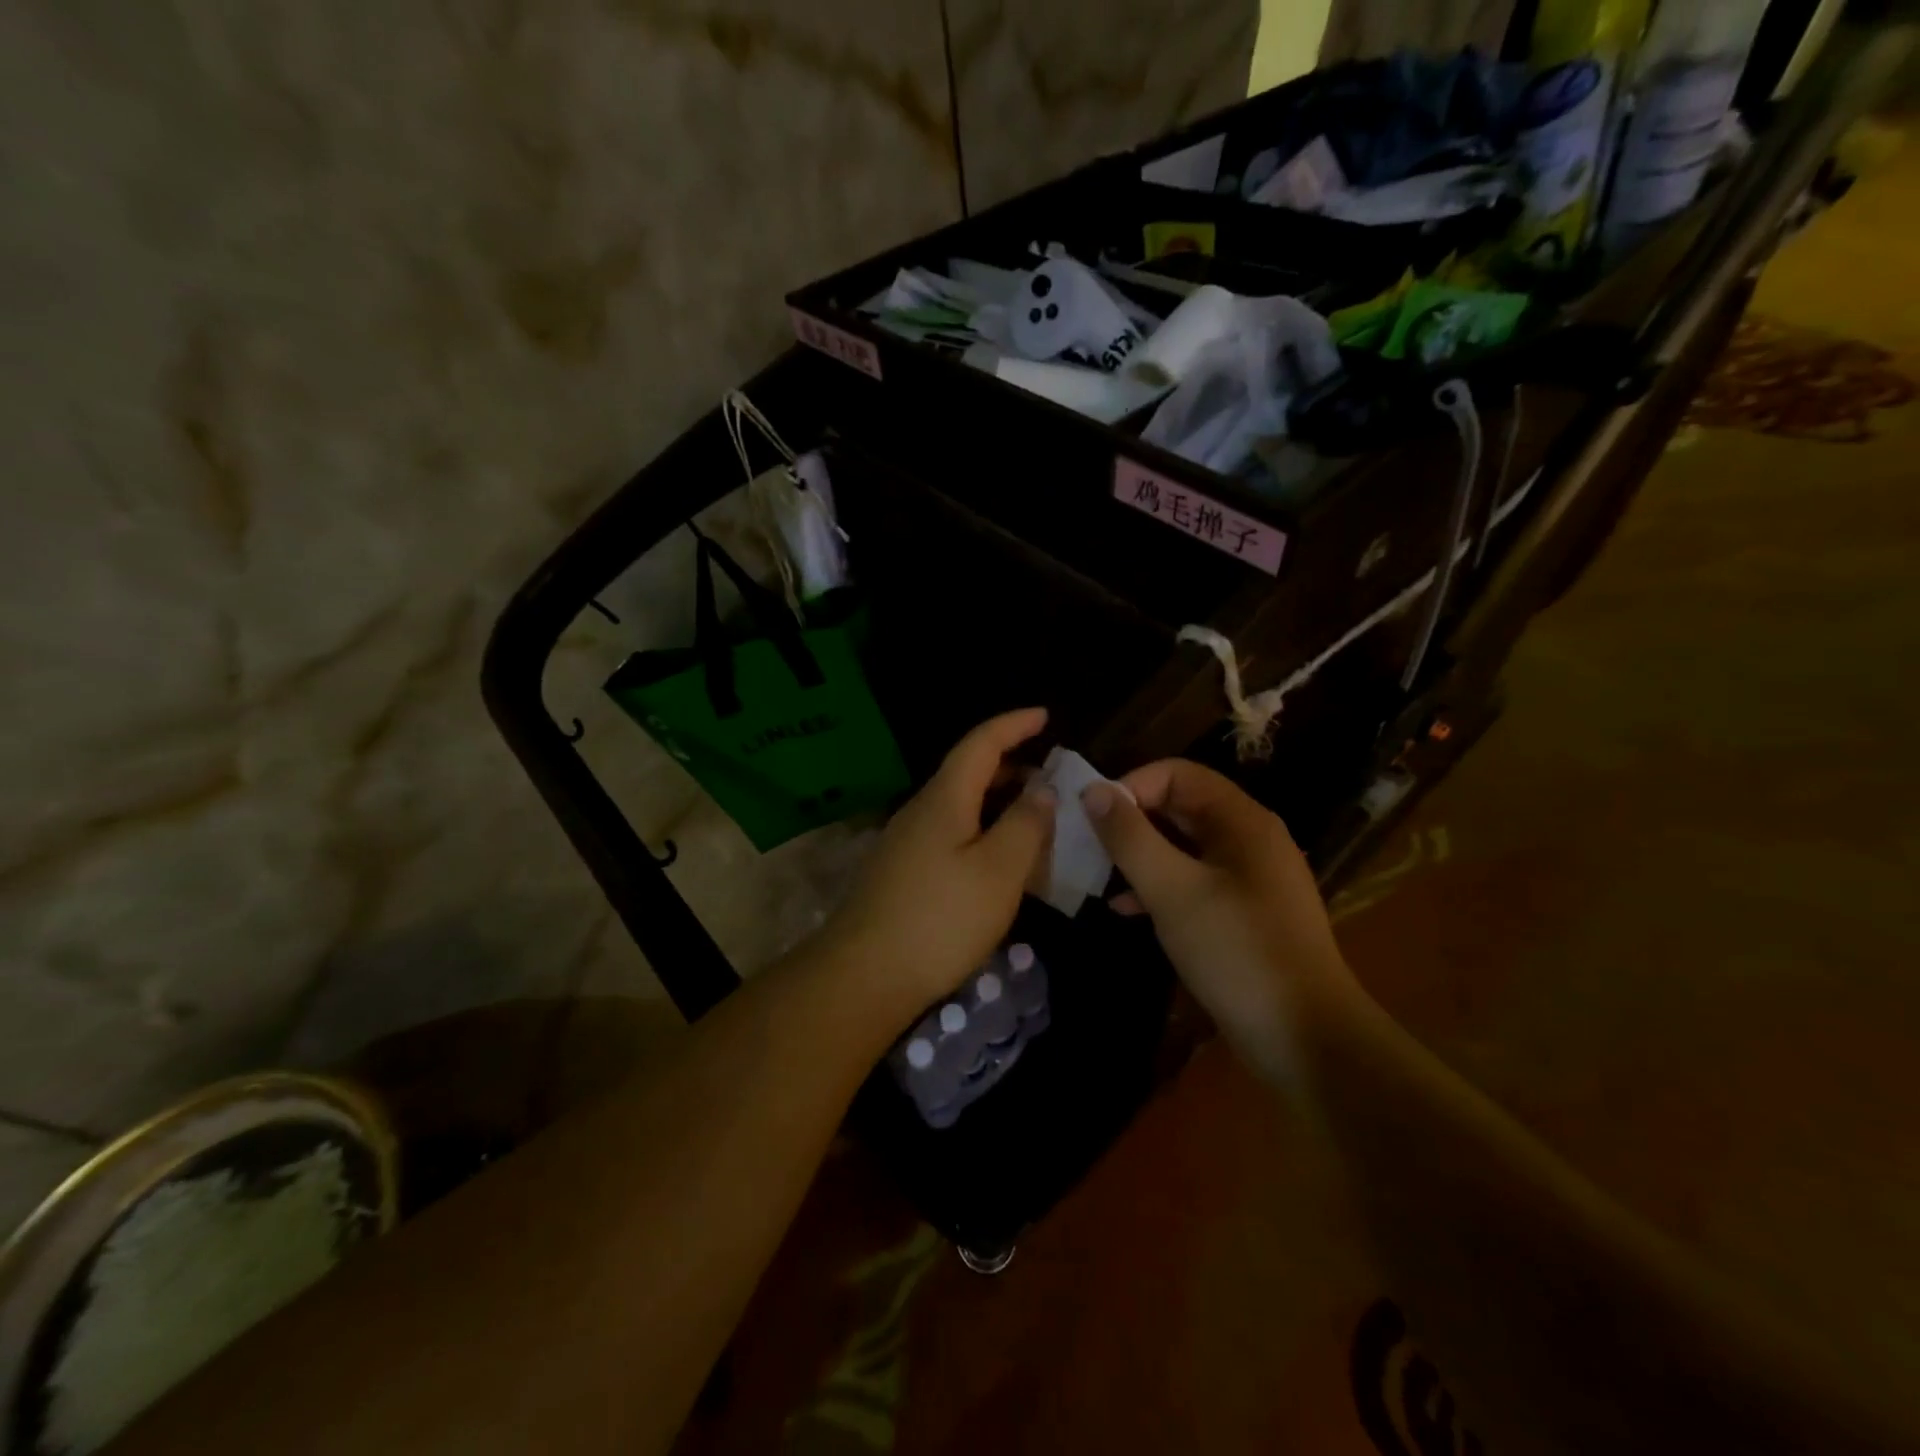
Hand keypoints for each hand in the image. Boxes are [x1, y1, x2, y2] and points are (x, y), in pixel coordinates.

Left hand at [815, 709, 1054, 1017]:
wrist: (863, 976)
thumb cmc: (940, 919)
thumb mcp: (998, 871)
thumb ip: (1025, 825)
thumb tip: (1042, 789)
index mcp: (944, 799)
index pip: (980, 744)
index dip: (1013, 725)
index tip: (1045, 715)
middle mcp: (921, 811)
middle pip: (967, 772)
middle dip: (1011, 766)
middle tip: (1051, 776)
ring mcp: (907, 843)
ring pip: (960, 807)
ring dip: (997, 803)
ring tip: (1034, 818)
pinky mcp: (903, 873)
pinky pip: (951, 835)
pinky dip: (982, 832)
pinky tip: (999, 861)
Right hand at [1084, 760, 1362, 1082]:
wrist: (1306, 1039)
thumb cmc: (1236, 952)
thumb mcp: (1172, 890)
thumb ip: (1129, 837)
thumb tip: (1092, 791)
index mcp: (1241, 820)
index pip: (1176, 774)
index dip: (1131, 788)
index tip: (1093, 821)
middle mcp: (1249, 839)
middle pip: (1180, 807)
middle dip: (1131, 823)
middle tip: (1088, 849)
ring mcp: (1250, 878)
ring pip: (1184, 847)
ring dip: (1141, 856)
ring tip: (1099, 879)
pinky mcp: (1245, 914)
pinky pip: (1194, 882)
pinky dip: (1160, 887)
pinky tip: (1126, 911)